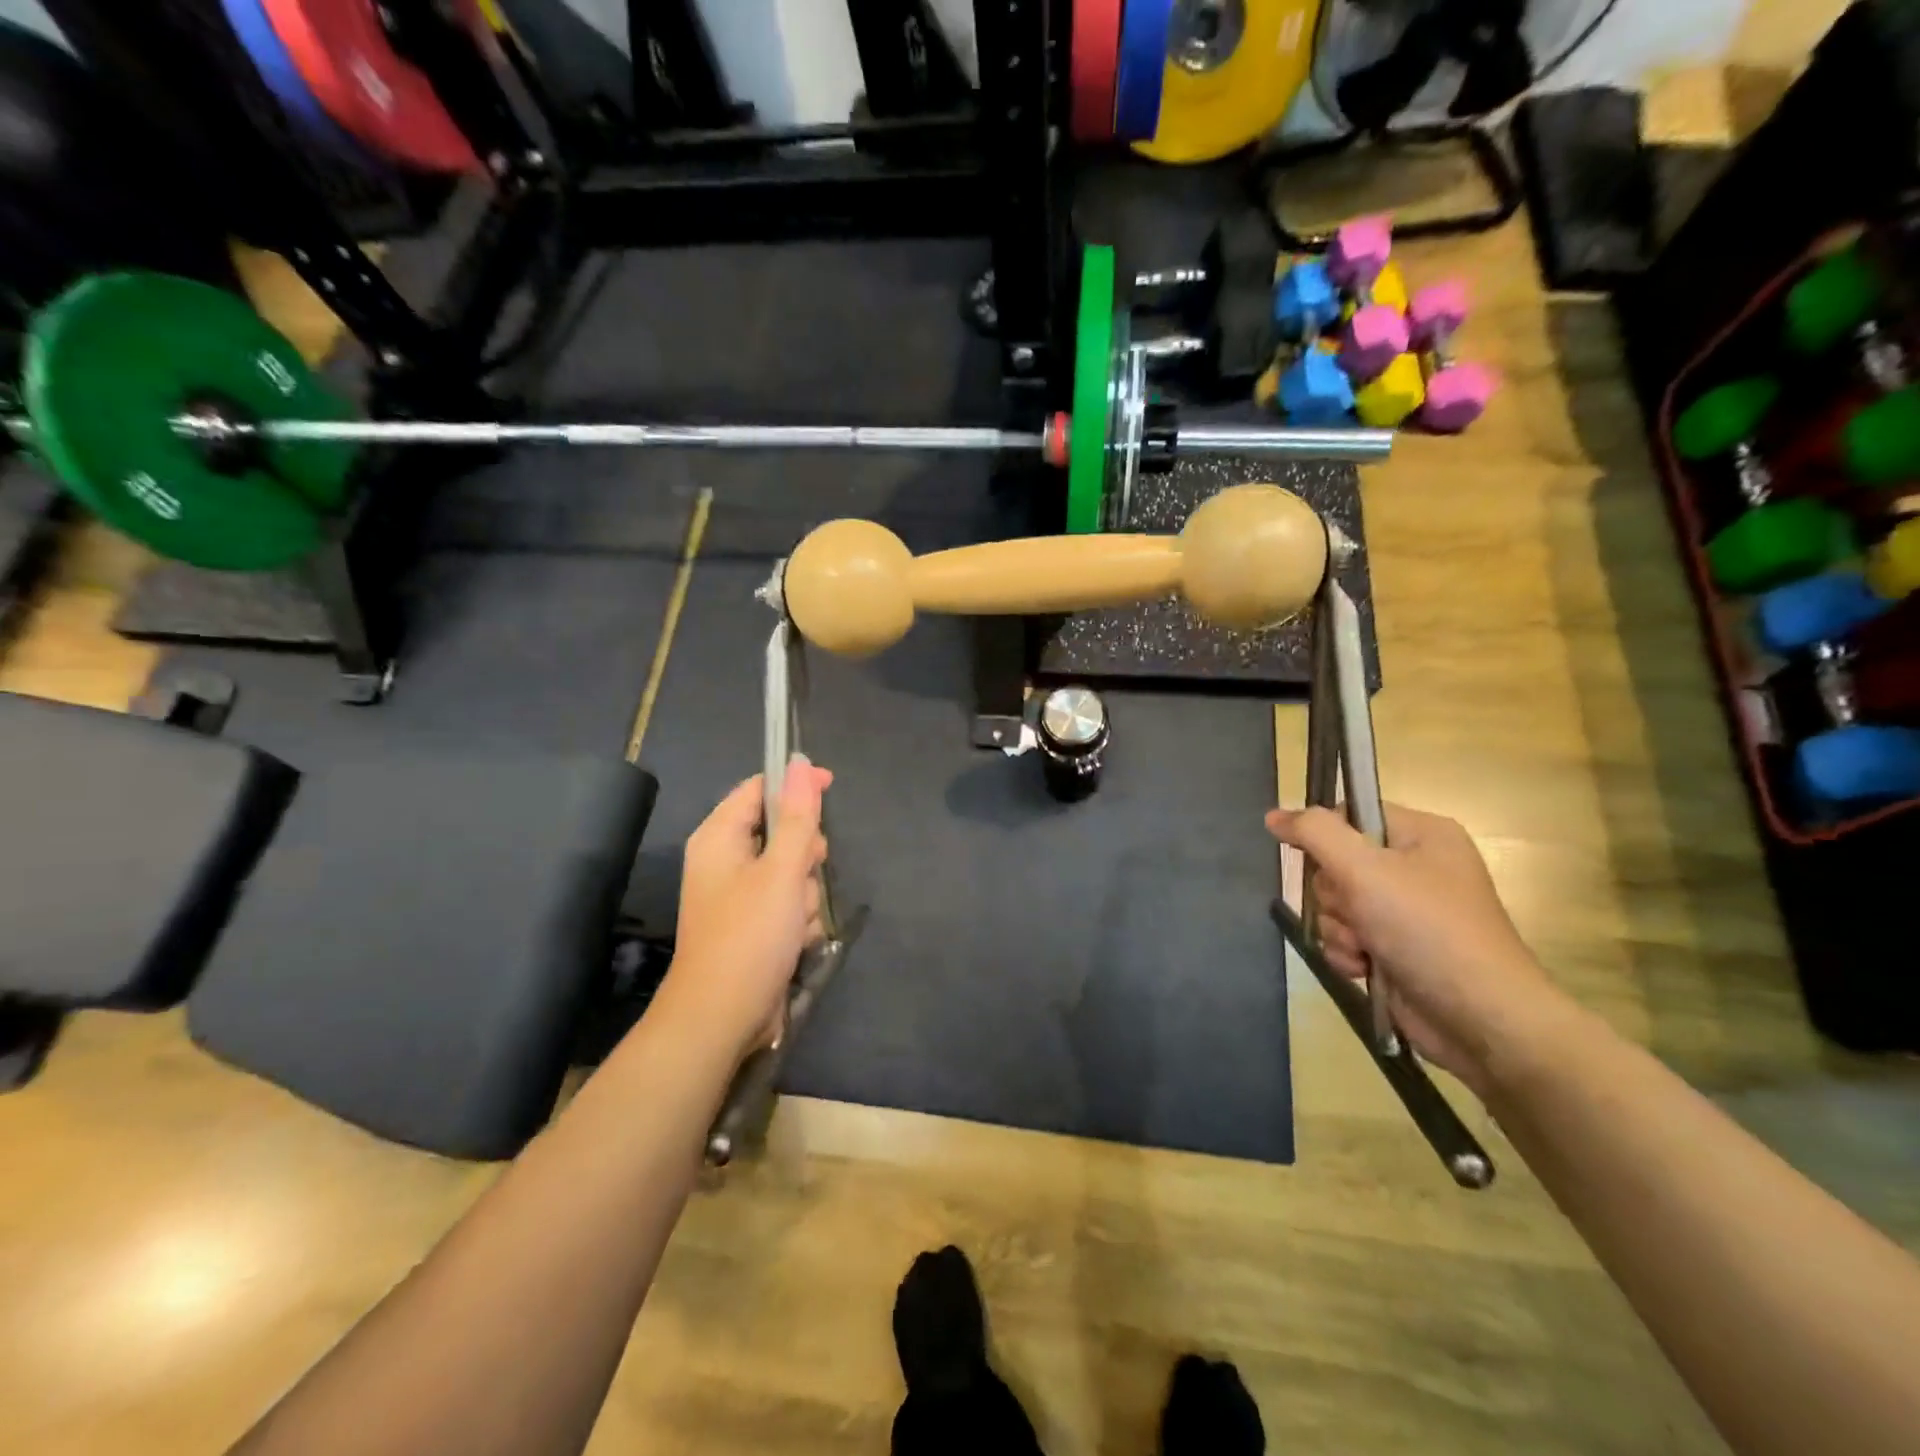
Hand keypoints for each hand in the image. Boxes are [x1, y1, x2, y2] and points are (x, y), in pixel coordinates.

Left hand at [664, 756, 831, 1060]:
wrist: (722, 1018)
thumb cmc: (750, 936)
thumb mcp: (781, 870)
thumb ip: (797, 816)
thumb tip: (800, 761)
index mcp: (719, 837)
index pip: (759, 789)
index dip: (794, 785)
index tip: (830, 788)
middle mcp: (725, 860)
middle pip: (781, 831)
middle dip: (803, 854)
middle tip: (806, 872)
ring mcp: (738, 896)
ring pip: (791, 871)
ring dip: (804, 892)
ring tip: (796, 919)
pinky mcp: (753, 925)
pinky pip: (788, 903)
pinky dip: (798, 917)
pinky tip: (796, 940)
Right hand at [1265, 803, 1571, 1095]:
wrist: (1479, 1018)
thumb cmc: (1426, 930)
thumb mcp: (1365, 870)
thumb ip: (1315, 833)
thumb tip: (1274, 815)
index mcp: (1422, 835)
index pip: (1350, 814)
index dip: (1327, 837)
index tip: (1325, 864)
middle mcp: (1415, 867)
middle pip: (1335, 863)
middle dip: (1335, 896)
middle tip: (1359, 912)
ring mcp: (1405, 911)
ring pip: (1336, 905)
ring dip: (1339, 929)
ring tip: (1365, 948)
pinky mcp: (1395, 947)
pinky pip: (1345, 936)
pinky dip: (1347, 952)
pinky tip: (1365, 968)